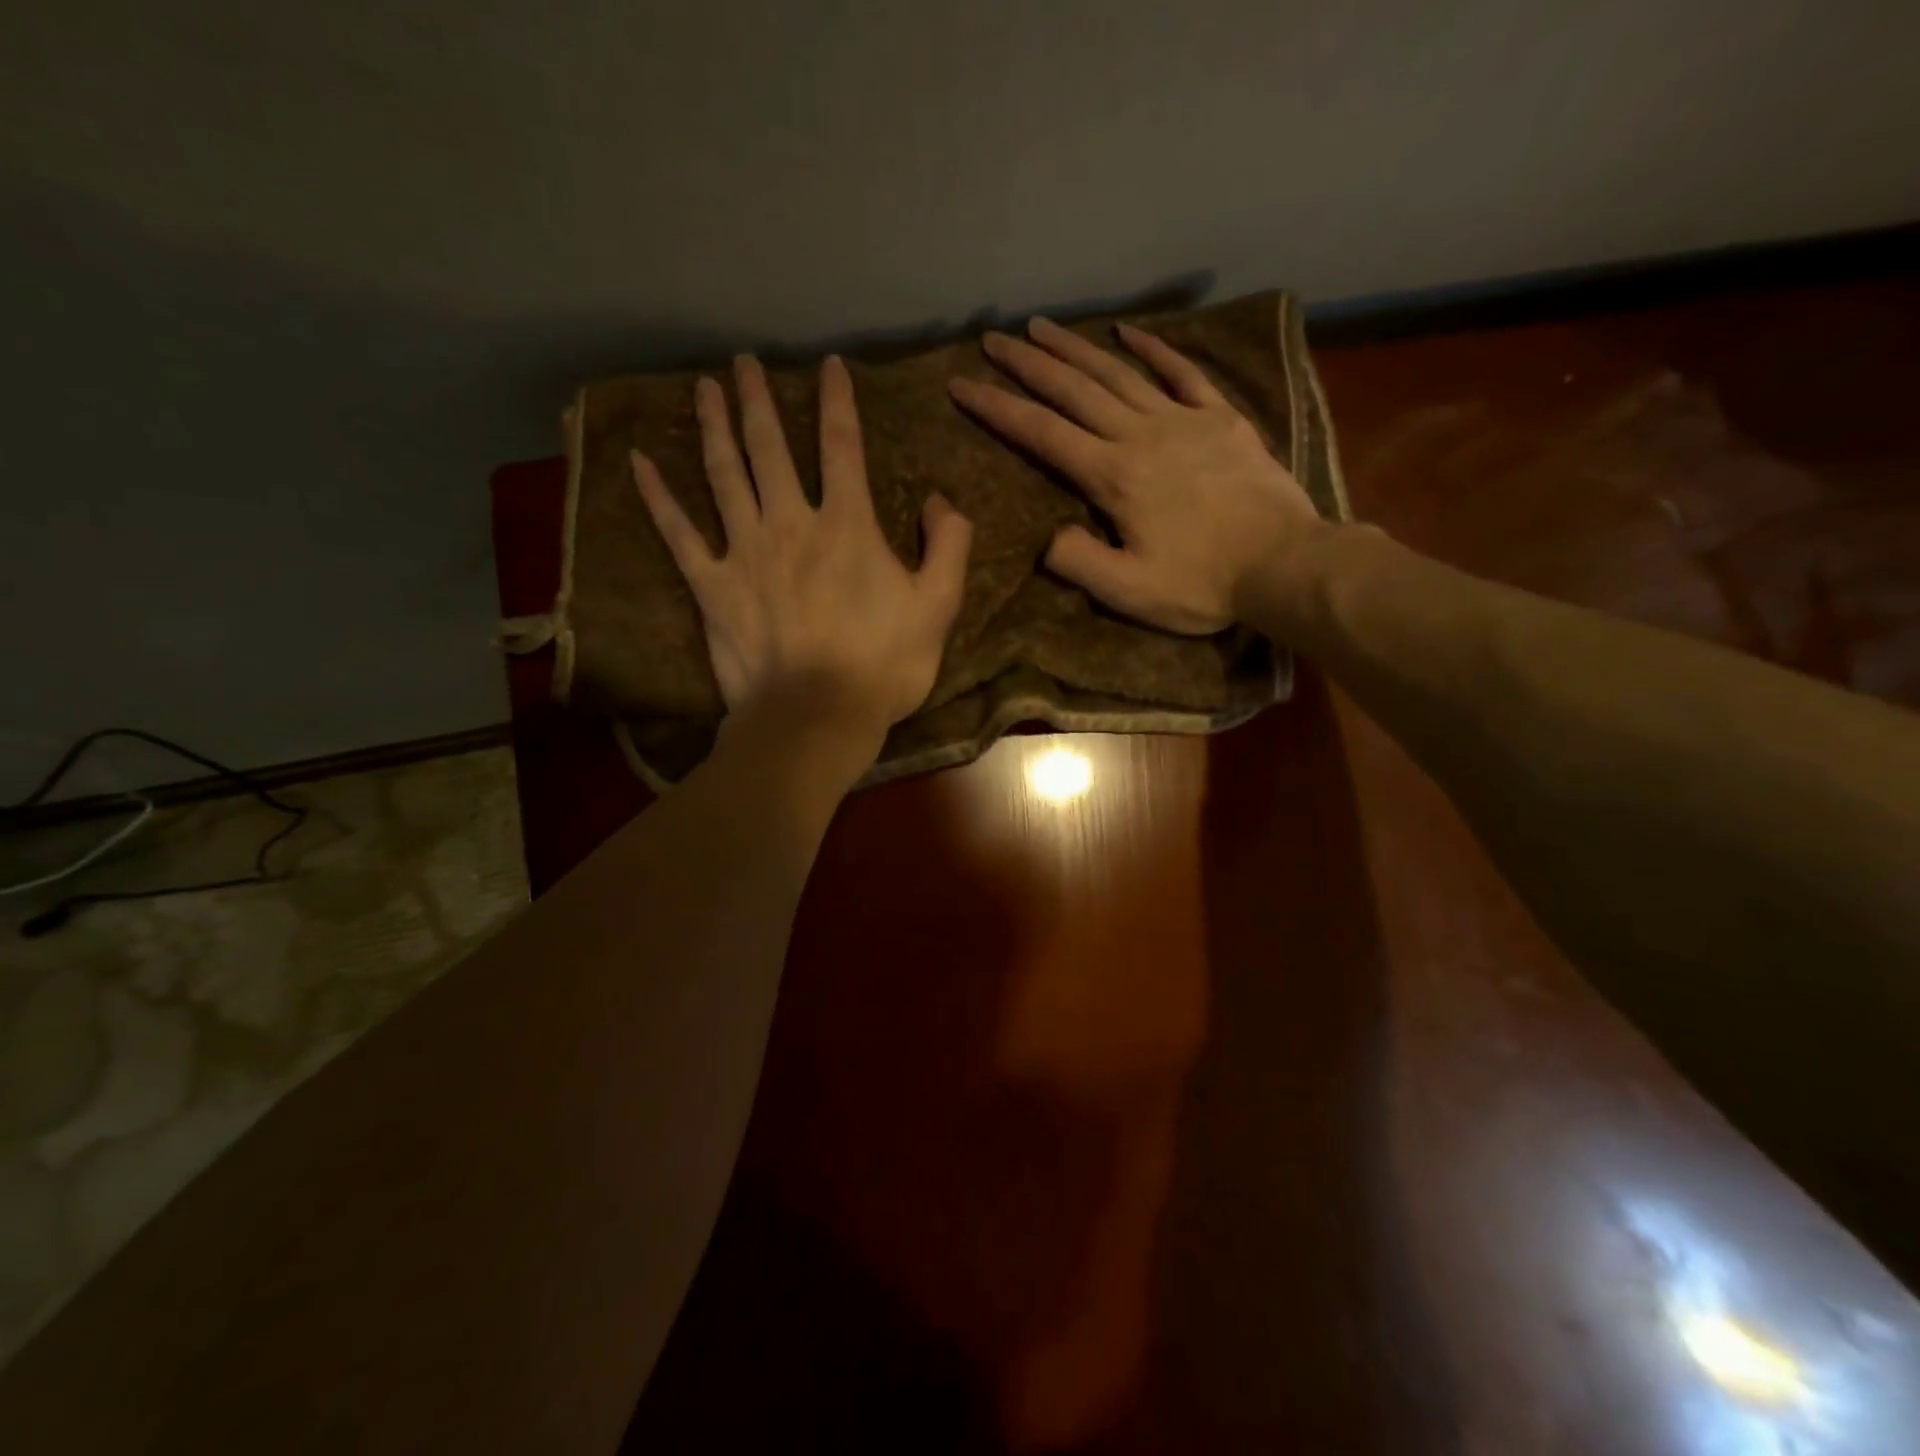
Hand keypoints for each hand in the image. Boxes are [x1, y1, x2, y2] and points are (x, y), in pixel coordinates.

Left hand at [633, 354, 972, 765]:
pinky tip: (640, 464)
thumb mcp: (938, 607)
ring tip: (705, 387)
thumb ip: (947, 546)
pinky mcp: (711, 587)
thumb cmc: (883, 666)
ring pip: (724, 474)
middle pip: (770, 447)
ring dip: (713, 426)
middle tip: (744, 362)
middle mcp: (791, 523)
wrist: (816, 717)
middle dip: (759, 399)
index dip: (838, 401)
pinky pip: (678, 534)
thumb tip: (939, 501)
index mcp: (848, 525)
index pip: (842, 446)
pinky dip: (658, 498)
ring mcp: (744, 552)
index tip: (829, 366)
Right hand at [948, 317, 1326, 633]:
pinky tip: (1128, 333)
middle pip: (1074, 390)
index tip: (962, 386)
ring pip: (1119, 374)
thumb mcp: (1130, 592)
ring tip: (1043, 326)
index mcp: (1113, 476)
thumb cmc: (1204, 584)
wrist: (1285, 563)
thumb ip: (1080, 562)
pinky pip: (1182, 373)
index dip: (998, 409)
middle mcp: (1141, 435)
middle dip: (1028, 364)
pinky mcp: (1221, 420)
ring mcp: (1184, 421)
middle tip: (993, 339)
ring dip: (1077, 349)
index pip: (1043, 434)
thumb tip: (1049, 538)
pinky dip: (1153, 350)